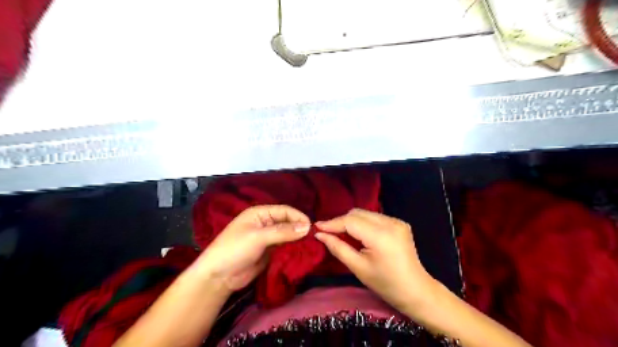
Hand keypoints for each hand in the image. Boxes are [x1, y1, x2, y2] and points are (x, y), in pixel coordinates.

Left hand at [196, 205, 308, 293]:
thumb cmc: (235, 249)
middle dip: (299, 229)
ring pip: (288, 235)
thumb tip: (307, 227)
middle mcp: (265, 223)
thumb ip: (283, 231)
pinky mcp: (270, 252)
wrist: (219, 277)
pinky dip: (293, 249)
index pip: (284, 211)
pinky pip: (285, 247)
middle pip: (288, 222)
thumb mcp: (258, 237)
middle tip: (312, 239)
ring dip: (297, 240)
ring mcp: (268, 238)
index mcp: (260, 213)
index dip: (298, 217)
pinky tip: (301, 253)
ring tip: (310, 246)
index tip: (311, 228)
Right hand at [316, 208, 435, 311]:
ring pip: (365, 214)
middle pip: (357, 213)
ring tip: (342, 234)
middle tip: (328, 233)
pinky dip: (363, 223)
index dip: (332, 223)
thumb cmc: (385, 284)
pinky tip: (359, 235)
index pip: (350, 221)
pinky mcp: (399, 223)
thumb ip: (338, 248)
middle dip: (341, 221)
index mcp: (381, 236)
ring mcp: (397, 221)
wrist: (416, 291)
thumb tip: (320, 235)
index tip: (317, 227)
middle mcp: (390, 223)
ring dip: (351, 222)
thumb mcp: (358, 268)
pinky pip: (374, 218)